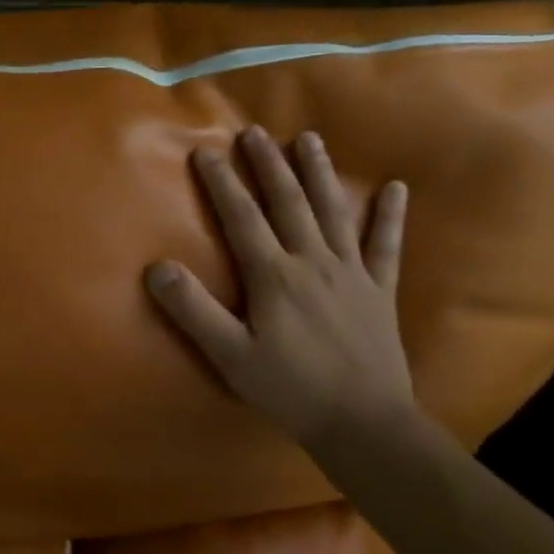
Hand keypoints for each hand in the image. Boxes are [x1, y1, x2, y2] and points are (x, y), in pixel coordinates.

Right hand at [146, 127, 415, 452]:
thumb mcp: (230, 355)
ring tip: (309, 139)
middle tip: (254, 132)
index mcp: (274, 275)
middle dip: (268, 164)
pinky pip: (386, 245)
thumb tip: (156, 268)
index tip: (205, 151)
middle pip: (288, 202)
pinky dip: (390, 215)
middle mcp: (313, 261)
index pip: (242, 218)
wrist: (364, 421)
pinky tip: (396, 188)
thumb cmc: (290, 388)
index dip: (222, 183)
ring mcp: (352, 272)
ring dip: (320, 173)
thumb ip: (193, 310)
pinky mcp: (380, 289)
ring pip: (333, 211)